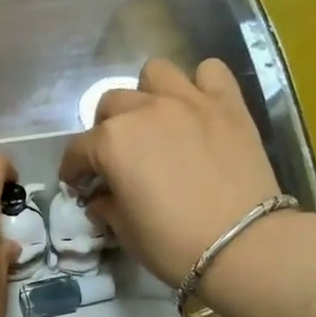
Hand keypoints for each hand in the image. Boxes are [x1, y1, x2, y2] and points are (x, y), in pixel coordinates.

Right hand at [58, 58, 287, 287]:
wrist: (242, 245)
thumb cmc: (172, 244)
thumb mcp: (126, 232)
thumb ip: (107, 206)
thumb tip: (101, 198)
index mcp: (112, 143)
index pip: (78, 150)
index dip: (73, 170)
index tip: (77, 185)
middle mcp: (146, 110)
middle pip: (111, 104)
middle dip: (105, 129)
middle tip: (115, 156)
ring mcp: (189, 101)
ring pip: (155, 73)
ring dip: (147, 95)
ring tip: (154, 122)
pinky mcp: (228, 103)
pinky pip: (209, 72)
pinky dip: (199, 85)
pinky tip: (197, 109)